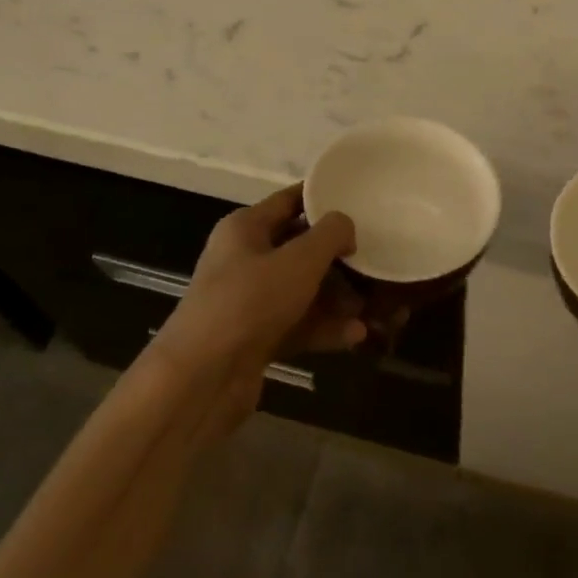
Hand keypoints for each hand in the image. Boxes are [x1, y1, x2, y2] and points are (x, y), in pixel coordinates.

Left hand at [154, 186, 364, 433]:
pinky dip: (325, 328)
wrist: (201, 379)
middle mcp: (245, 260)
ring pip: (303, 290)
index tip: (361, 200)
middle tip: (376, 260)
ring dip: (337, 298)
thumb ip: (331, 234)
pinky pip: (298, 324)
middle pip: (300, 248)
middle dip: (339, 257)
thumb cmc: (250, 302)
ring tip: (374, 306)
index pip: (290, 200)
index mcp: (245, 228)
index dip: (324, 199)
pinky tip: (356, 335)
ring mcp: (249, 302)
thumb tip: (345, 226)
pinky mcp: (256, 338)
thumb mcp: (299, 259)